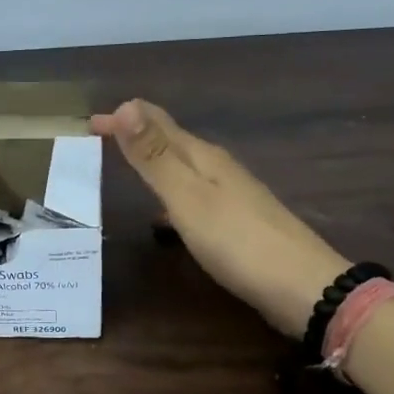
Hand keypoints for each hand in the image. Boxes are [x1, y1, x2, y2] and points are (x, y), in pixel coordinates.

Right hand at [91, 99, 345, 335]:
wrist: (304, 288)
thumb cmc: (237, 241)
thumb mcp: (187, 197)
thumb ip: (154, 156)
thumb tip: (126, 104)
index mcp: (204, 157)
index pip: (157, 123)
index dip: (124, 118)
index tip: (90, 122)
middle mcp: (219, 169)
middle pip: (172, 141)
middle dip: (136, 134)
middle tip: (103, 136)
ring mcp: (232, 196)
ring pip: (184, 168)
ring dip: (153, 162)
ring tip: (128, 168)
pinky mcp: (238, 223)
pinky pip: (193, 196)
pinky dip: (170, 195)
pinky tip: (166, 217)